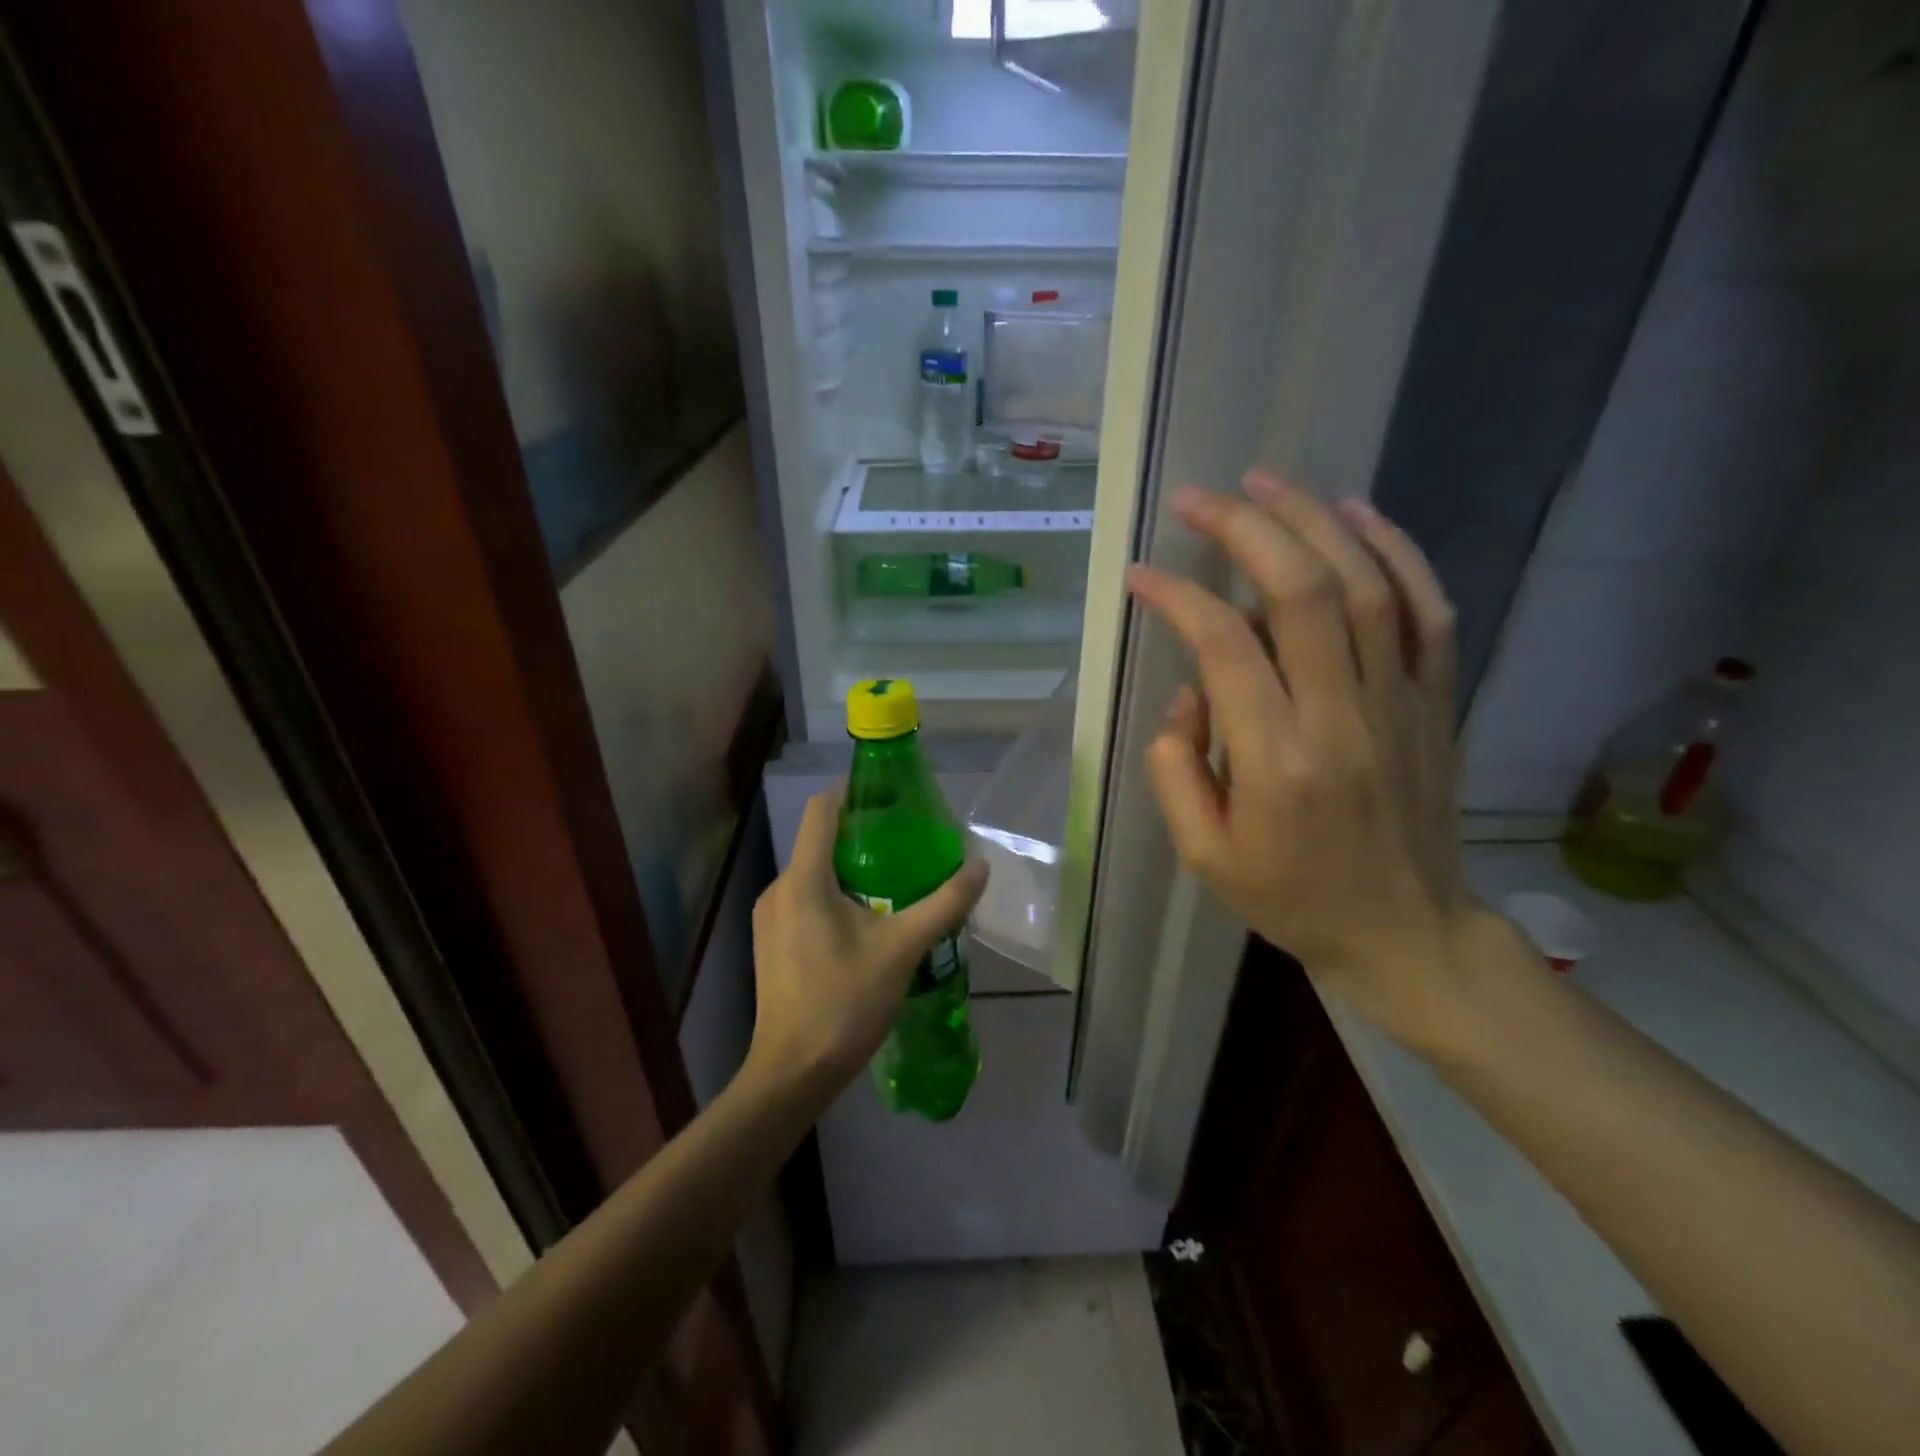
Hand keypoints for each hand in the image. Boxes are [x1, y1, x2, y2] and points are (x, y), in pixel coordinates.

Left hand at [748, 788, 987, 1090]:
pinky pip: (804, 900)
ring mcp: (770, 917)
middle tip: (906, 845)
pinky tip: (865, 921)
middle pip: (819, 841)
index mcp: (804, 879)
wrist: (792, 1073)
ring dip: (849, 870)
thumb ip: (943, 904)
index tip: (890, 798)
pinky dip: (833, 896)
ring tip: (893, 883)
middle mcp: (779, 888)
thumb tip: (980, 868)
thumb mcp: (902, 949)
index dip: (853, 793)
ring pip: (812, 874)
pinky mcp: (771, 942)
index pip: (822, 810)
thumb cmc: (844, 1003)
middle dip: (861, 837)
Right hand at [1126, 470, 1482, 1042]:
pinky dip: (1397, 550)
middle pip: (1301, 592)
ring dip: (1313, 520)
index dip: (1178, 596)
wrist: (1405, 932)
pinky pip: (1426, 609)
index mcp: (1278, 763)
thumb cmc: (1290, 897)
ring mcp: (1400, 702)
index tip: (1141, 575)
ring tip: (1265, 480)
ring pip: (1365, 584)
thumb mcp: (1204, 854)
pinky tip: (1357, 511)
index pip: (1225, 646)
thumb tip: (1189, 690)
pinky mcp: (1434, 700)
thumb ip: (1176, 768)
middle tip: (1199, 498)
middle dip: (1245, 529)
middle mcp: (1343, 717)